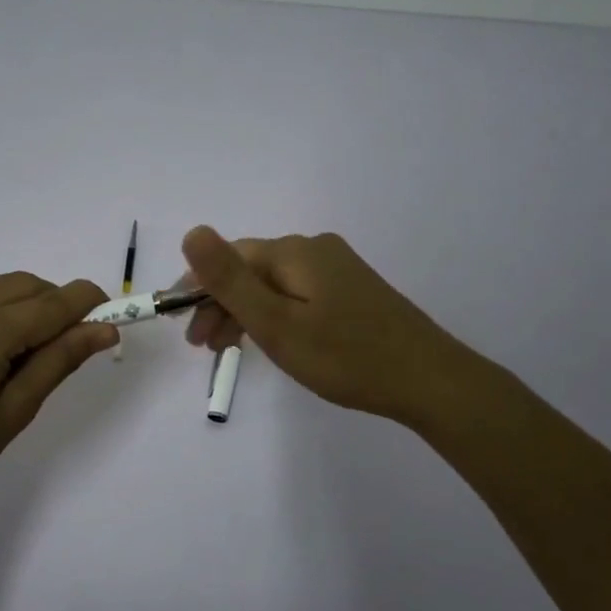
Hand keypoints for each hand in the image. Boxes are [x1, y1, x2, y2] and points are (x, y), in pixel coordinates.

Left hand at [0, 272, 118, 515]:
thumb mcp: (14, 411)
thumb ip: (60, 360)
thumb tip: (104, 330)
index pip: (52, 302)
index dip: (89, 304)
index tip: (115, 318)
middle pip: (29, 285)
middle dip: (59, 306)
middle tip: (71, 349)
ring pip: (5, 288)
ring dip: (31, 308)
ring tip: (31, 358)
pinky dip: (3, 313)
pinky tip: (0, 354)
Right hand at [180, 226, 472, 429]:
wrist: (429, 380)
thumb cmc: (345, 356)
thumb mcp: (276, 323)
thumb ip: (230, 280)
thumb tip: (192, 231)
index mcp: (293, 252)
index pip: (228, 258)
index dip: (197, 288)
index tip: (182, 326)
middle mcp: (314, 249)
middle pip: (251, 269)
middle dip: (220, 304)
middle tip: (203, 347)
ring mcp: (337, 268)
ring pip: (273, 284)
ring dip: (245, 312)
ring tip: (229, 350)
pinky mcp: (352, 290)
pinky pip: (297, 294)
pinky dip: (275, 315)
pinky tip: (273, 339)